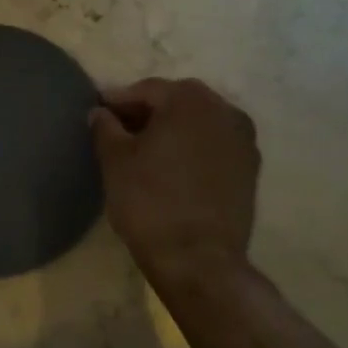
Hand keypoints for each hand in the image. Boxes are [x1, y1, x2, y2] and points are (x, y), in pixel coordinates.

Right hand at [89, 78, 259, 279]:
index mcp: (190, 101)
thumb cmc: (149, 200)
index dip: (118, 100)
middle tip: (119, 129)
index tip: (98, 112)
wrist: (197, 258)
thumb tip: (101, 113)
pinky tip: (171, 167)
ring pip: (199, 123)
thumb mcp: (114, 160)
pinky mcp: (250, 170)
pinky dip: (192, 148)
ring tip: (145, 149)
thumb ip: (105, 127)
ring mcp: (244, 141)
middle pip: (178, 101)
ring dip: (173, 129)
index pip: (147, 90)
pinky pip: (214, 146)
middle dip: (149, 111)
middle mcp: (225, 111)